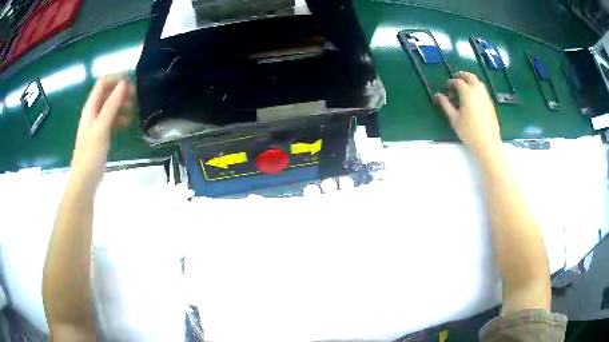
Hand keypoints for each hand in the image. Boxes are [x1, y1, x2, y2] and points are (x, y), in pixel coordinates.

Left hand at [71, 75, 133, 191]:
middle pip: (107, 92)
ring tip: (133, 110)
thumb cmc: (91, 154)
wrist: (85, 181)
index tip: (132, 82)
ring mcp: (97, 123)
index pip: (102, 83)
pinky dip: (120, 117)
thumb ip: (112, 105)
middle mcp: (93, 112)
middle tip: (135, 96)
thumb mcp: (101, 127)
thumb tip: (124, 83)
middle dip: (121, 90)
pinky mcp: (101, 134)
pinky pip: (111, 119)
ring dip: (122, 103)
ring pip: (110, 105)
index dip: (116, 78)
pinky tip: (127, 123)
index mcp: (90, 108)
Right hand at [435, 72, 501, 153]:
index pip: (458, 82)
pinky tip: (473, 97)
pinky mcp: (490, 104)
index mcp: (468, 93)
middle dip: (462, 75)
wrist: (487, 143)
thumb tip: (438, 95)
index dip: (451, 82)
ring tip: (465, 86)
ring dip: (471, 81)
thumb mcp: (454, 119)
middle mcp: (478, 91)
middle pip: (470, 77)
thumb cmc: (469, 132)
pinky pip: (483, 90)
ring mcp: (486, 97)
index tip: (446, 86)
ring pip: (478, 82)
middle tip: (456, 79)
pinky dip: (476, 88)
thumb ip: (446, 105)